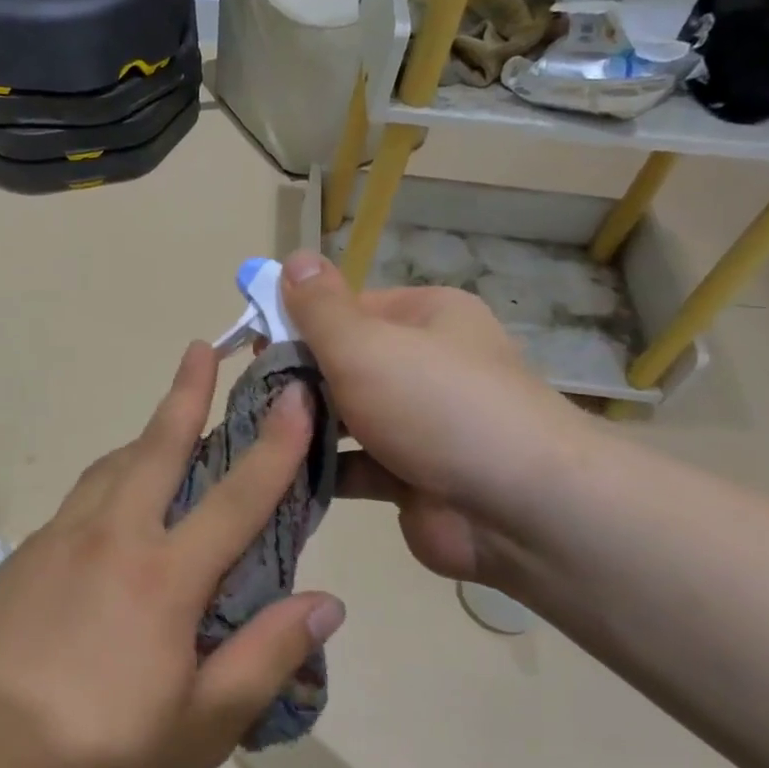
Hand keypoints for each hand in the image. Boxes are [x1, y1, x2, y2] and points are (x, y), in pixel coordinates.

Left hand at [0, 341, 345, 767]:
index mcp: (164, 576)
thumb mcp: (202, 728)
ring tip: (165, 426)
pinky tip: (111, 510)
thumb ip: (266, 657)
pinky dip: (108, 482)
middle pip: (157, 447)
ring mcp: (59, 540)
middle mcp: (112, 537)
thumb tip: (326, 602)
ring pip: (112, 466)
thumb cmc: (96, 757)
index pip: (237, 495)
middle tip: (201, 347)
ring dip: (144, 437)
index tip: (295, 394)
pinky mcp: (23, 556)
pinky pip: (79, 500)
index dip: (275, 443)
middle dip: (186, 392)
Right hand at [280, 250, 592, 588]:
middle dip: (297, 378)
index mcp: (426, 318)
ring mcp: (420, 425)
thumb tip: (295, 258)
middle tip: (250, 395)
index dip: (299, 322)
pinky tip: (276, 472)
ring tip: (253, 434)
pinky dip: (321, 469)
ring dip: (305, 425)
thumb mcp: (367, 344)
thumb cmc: (436, 405)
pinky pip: (355, 465)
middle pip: (345, 363)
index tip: (254, 345)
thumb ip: (321, 307)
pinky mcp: (411, 477)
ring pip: (347, 417)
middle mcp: (426, 365)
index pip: (349, 309)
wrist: (517, 510)